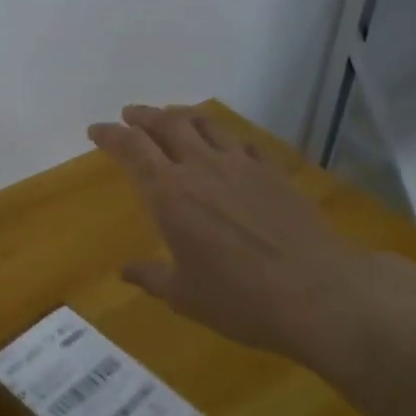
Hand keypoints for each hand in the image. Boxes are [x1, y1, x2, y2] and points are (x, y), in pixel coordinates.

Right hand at [88, 105, 415, 374]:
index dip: (111, 135)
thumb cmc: (240, 299)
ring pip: (206, 125)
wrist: (318, 294)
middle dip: (144, 117)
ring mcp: (242, 166)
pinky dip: (224, 137)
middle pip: (167, 124)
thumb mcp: (185, 295)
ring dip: (182, 117)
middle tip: (130, 116)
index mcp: (170, 194)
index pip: (132, 149)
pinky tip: (225, 146)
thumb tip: (126, 271)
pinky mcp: (274, 173)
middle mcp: (202, 169)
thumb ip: (151, 277)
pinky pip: (242, 142)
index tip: (96, 130)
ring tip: (172, 119)